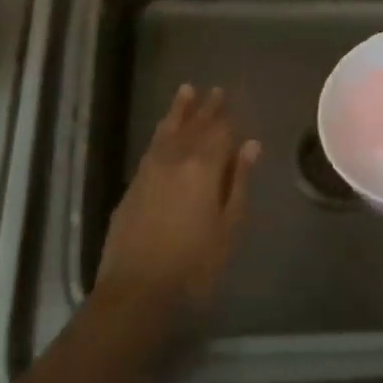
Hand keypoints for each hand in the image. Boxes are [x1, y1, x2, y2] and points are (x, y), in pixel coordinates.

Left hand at [97, 85, 259, 323]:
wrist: (136, 293)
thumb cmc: (194, 265)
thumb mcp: (228, 226)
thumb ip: (238, 182)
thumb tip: (250, 145)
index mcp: (203, 167)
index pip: (218, 132)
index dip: (225, 116)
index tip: (229, 98)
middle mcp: (174, 160)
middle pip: (192, 126)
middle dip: (204, 108)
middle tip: (213, 89)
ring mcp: (148, 171)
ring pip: (166, 131)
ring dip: (178, 112)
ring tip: (185, 92)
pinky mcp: (132, 187)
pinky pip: (151, 147)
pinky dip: (161, 133)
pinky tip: (164, 133)